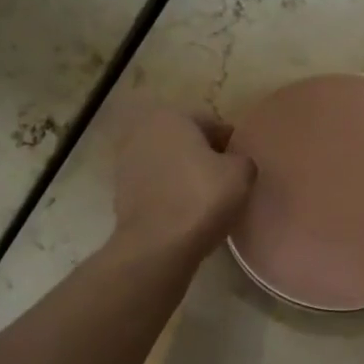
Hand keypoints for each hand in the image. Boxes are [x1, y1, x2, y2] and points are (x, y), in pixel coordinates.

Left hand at [111, 102, 256, 258]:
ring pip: (169, 164)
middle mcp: (143, 132)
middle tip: (226, 181)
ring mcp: (126, 163)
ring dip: (185, 176)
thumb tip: (234, 163)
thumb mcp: (241, 173)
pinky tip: (186, 213)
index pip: (210, 123)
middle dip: (204, 157)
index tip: (241, 164)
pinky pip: (156, 187)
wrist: (156, 246)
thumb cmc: (201, 198)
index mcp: (171, 117)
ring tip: (206, 200)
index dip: (230, 143)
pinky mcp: (120, 192)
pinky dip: (170, 194)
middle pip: (185, 142)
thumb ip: (242, 159)